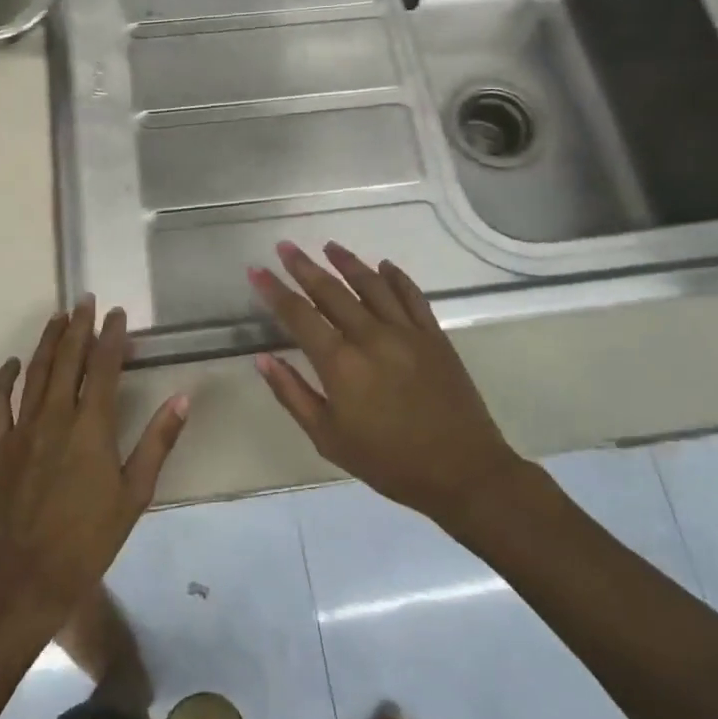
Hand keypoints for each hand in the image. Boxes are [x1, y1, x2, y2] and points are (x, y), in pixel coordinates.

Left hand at [0, 299, 188, 630]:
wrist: (27, 577)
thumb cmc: (89, 538)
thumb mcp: (135, 494)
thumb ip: (158, 442)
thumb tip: (182, 398)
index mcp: (91, 426)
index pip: (103, 366)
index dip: (112, 336)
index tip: (117, 314)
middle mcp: (55, 416)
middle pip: (68, 359)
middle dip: (79, 326)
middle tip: (86, 300)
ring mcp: (22, 428)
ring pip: (35, 371)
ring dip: (49, 341)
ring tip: (59, 317)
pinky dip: (4, 377)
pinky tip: (13, 362)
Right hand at [250, 242, 523, 526]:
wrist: (462, 472)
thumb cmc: (388, 462)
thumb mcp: (328, 438)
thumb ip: (293, 395)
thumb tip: (263, 359)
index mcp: (340, 363)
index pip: (298, 315)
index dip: (274, 290)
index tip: (256, 270)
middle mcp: (370, 337)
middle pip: (331, 291)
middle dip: (303, 266)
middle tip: (285, 246)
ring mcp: (406, 332)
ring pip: (371, 284)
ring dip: (347, 262)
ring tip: (329, 246)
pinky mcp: (434, 335)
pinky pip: (411, 295)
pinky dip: (396, 277)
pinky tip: (384, 265)